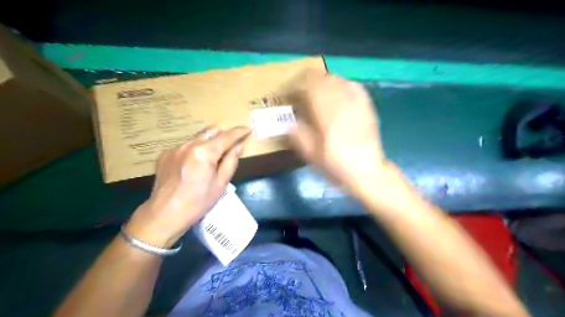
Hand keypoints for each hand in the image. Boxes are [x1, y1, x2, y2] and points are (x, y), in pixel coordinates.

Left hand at [128, 125, 254, 247]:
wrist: (164, 214)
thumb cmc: (198, 202)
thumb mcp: (221, 184)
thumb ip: (231, 161)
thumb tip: (239, 146)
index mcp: (205, 152)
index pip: (227, 136)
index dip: (239, 132)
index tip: (248, 129)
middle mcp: (189, 144)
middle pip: (211, 131)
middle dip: (223, 135)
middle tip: (230, 148)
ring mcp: (175, 148)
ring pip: (198, 138)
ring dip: (208, 143)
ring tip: (210, 160)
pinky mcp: (165, 154)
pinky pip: (185, 146)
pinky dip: (194, 151)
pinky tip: (192, 166)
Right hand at [289, 71, 398, 193]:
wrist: (367, 172)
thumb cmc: (336, 165)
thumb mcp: (312, 155)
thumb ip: (298, 135)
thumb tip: (288, 122)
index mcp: (327, 114)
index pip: (310, 86)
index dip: (296, 84)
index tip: (289, 92)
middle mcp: (342, 103)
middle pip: (323, 79)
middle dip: (308, 80)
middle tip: (300, 91)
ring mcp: (357, 103)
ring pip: (338, 79)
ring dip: (324, 81)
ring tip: (317, 90)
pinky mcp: (366, 106)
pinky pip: (353, 85)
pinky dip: (341, 83)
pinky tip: (338, 90)